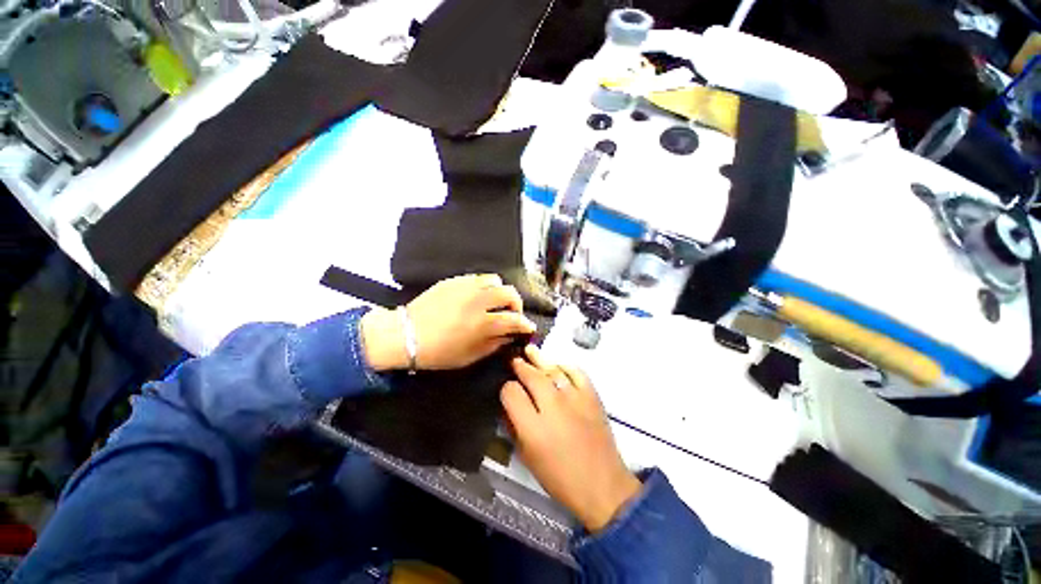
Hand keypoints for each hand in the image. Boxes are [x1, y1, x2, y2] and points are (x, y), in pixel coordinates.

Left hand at [361, 274, 536, 370]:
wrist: (405, 335)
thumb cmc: (437, 352)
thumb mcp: (469, 357)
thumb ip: (494, 345)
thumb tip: (509, 336)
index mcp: (482, 323)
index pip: (514, 320)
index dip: (525, 324)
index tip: (528, 327)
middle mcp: (477, 301)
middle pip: (509, 293)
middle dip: (517, 304)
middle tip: (512, 313)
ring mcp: (465, 287)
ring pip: (495, 280)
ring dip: (500, 291)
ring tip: (495, 301)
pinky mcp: (454, 280)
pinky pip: (477, 278)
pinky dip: (484, 287)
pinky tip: (478, 296)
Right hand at [501, 346, 641, 532]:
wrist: (602, 486)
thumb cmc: (560, 478)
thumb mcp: (527, 458)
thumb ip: (514, 428)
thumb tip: (509, 405)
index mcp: (533, 428)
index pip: (511, 393)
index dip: (506, 389)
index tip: (508, 391)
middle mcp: (553, 408)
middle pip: (531, 376)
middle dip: (520, 366)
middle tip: (515, 361)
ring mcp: (575, 399)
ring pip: (552, 370)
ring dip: (539, 360)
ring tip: (530, 351)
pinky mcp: (592, 396)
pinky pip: (576, 372)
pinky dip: (565, 365)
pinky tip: (557, 365)